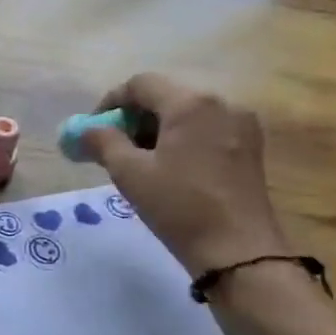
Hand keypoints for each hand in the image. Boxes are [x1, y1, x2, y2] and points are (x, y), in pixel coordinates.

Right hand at [82, 74, 289, 277]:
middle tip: (113, 148)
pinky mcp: (250, 147)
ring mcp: (241, 124)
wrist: (237, 250)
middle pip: (166, 96)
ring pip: (187, 113)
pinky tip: (169, 168)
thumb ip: (103, 142)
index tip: (94, 129)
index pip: (141, 84)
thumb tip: (85, 130)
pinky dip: (181, 139)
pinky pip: (206, 129)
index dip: (111, 102)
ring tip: (139, 162)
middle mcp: (221, 103)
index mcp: (191, 103)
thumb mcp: (130, 173)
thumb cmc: (179, 207)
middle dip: (134, 118)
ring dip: (157, 129)